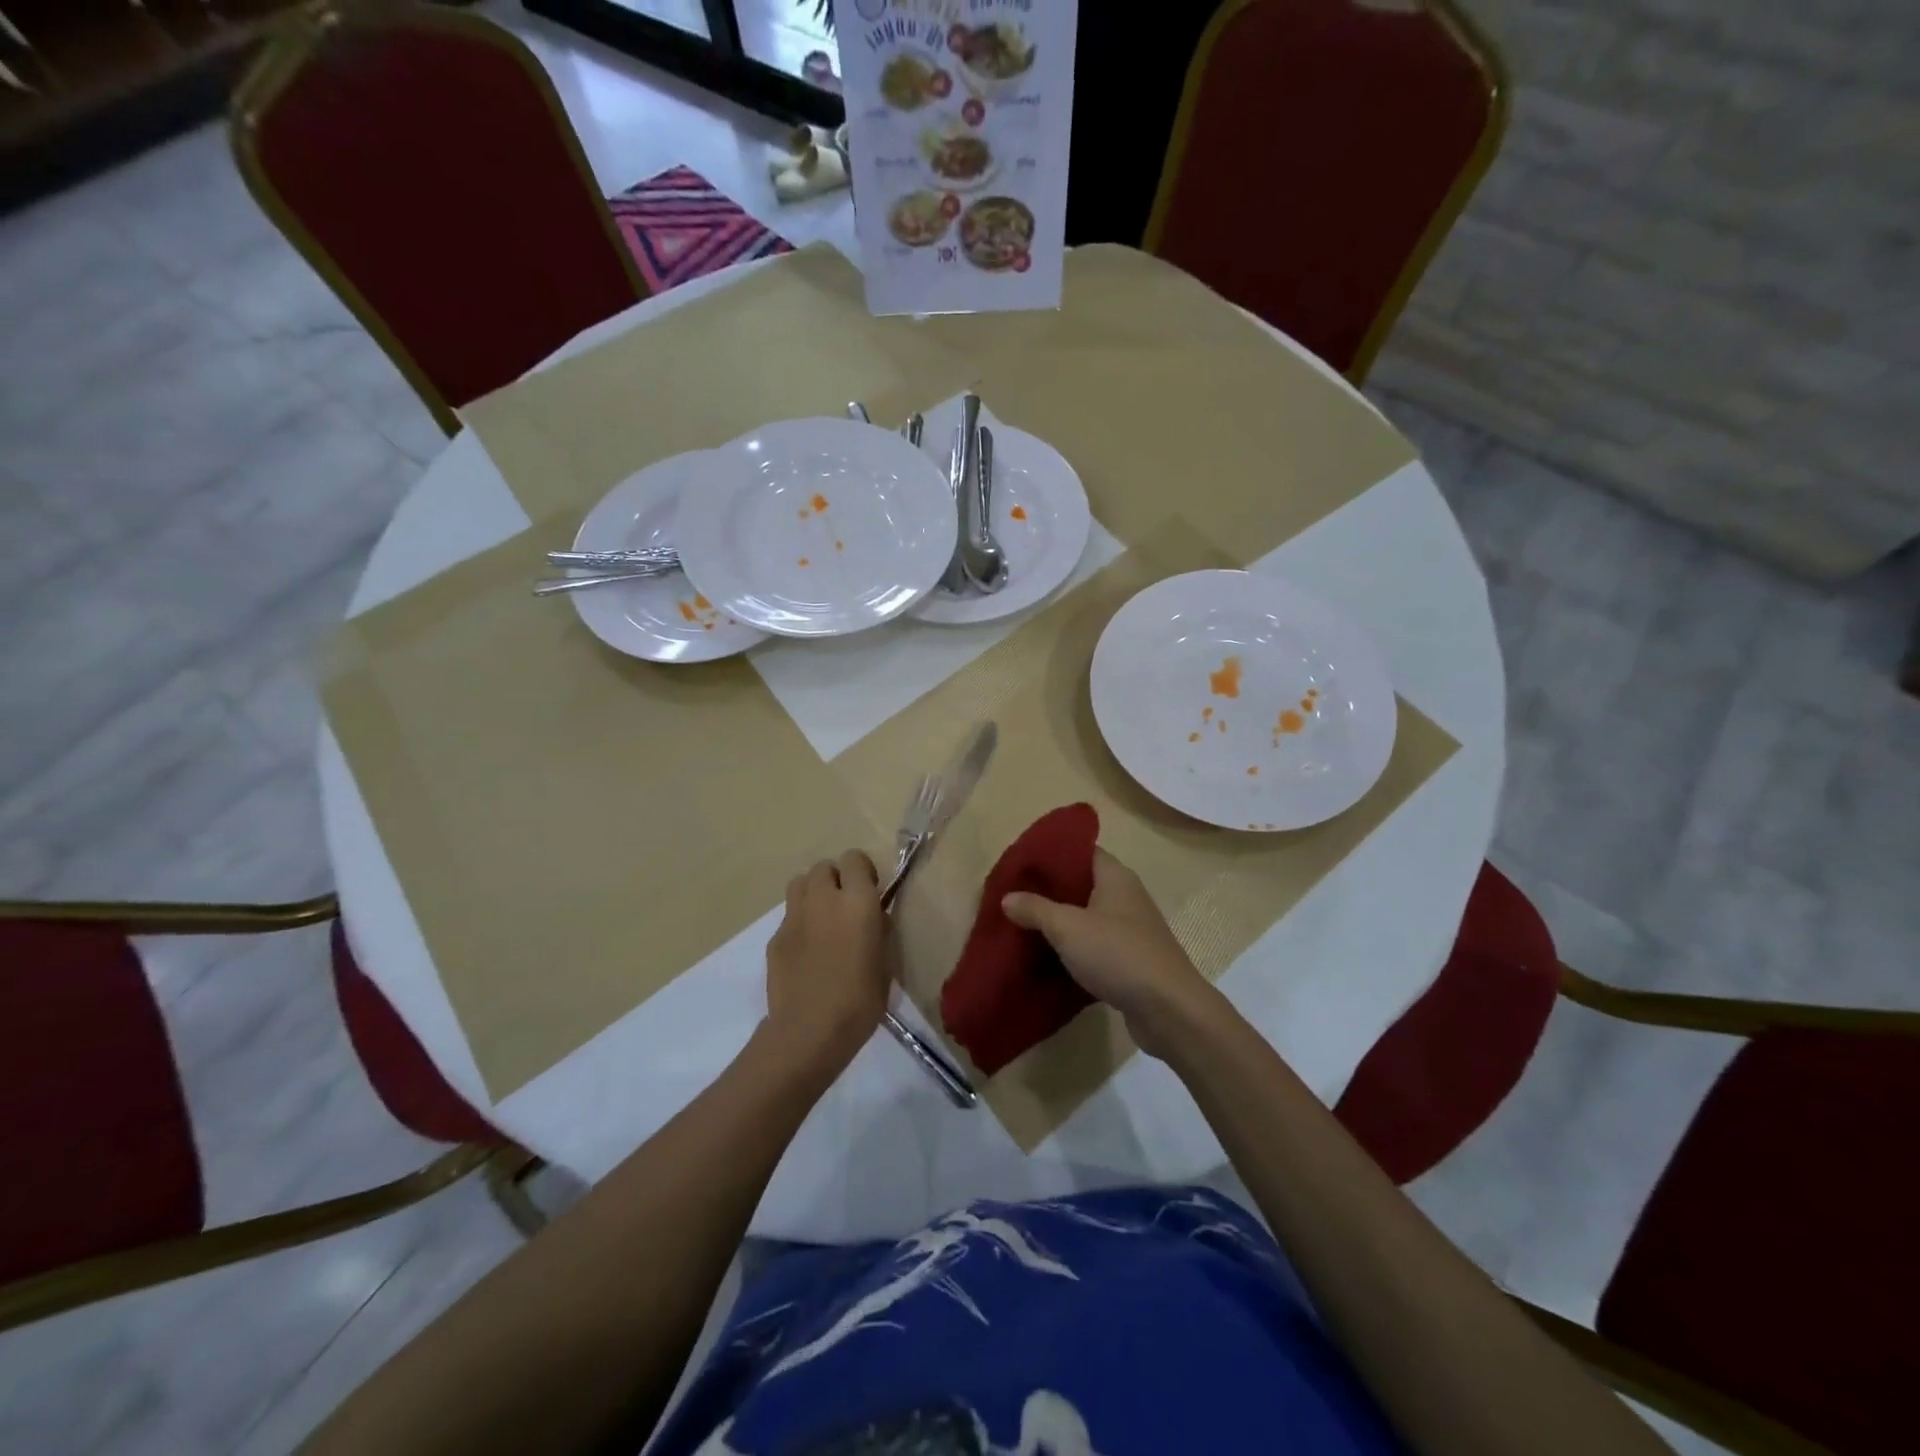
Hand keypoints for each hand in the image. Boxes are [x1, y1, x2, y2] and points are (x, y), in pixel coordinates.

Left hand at [764, 849, 888, 1072]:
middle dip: (835, 879)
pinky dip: (799, 923)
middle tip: (845, 906)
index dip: (862, 871)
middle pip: (824, 867)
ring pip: (800, 883)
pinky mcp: (775, 937)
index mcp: (857, 902)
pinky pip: (789, 916)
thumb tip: (874, 918)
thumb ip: (879, 931)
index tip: (869, 892)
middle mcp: (824, 899)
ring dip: (813, 892)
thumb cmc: (859, 1001)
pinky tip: (806, 951)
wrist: (809, 1032)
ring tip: (822, 918)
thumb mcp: (885, 964)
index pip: (854, 858)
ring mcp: (794, 916)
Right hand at [1002, 849, 1215, 1057]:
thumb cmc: (1118, 954)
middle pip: (1082, 884)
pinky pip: (1095, 946)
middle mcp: (1126, 897)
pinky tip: (1048, 958)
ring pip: (1088, 917)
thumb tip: (1007, 897)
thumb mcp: (1067, 927)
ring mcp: (1131, 930)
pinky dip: (1074, 949)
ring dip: (1060, 922)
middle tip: (1014, 897)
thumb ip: (1035, 909)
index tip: (1022, 863)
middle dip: (1050, 891)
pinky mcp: (1131, 961)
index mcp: (1115, 877)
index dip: (1053, 854)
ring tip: (1023, 926)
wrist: (1169, 1010)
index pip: (1083, 851)